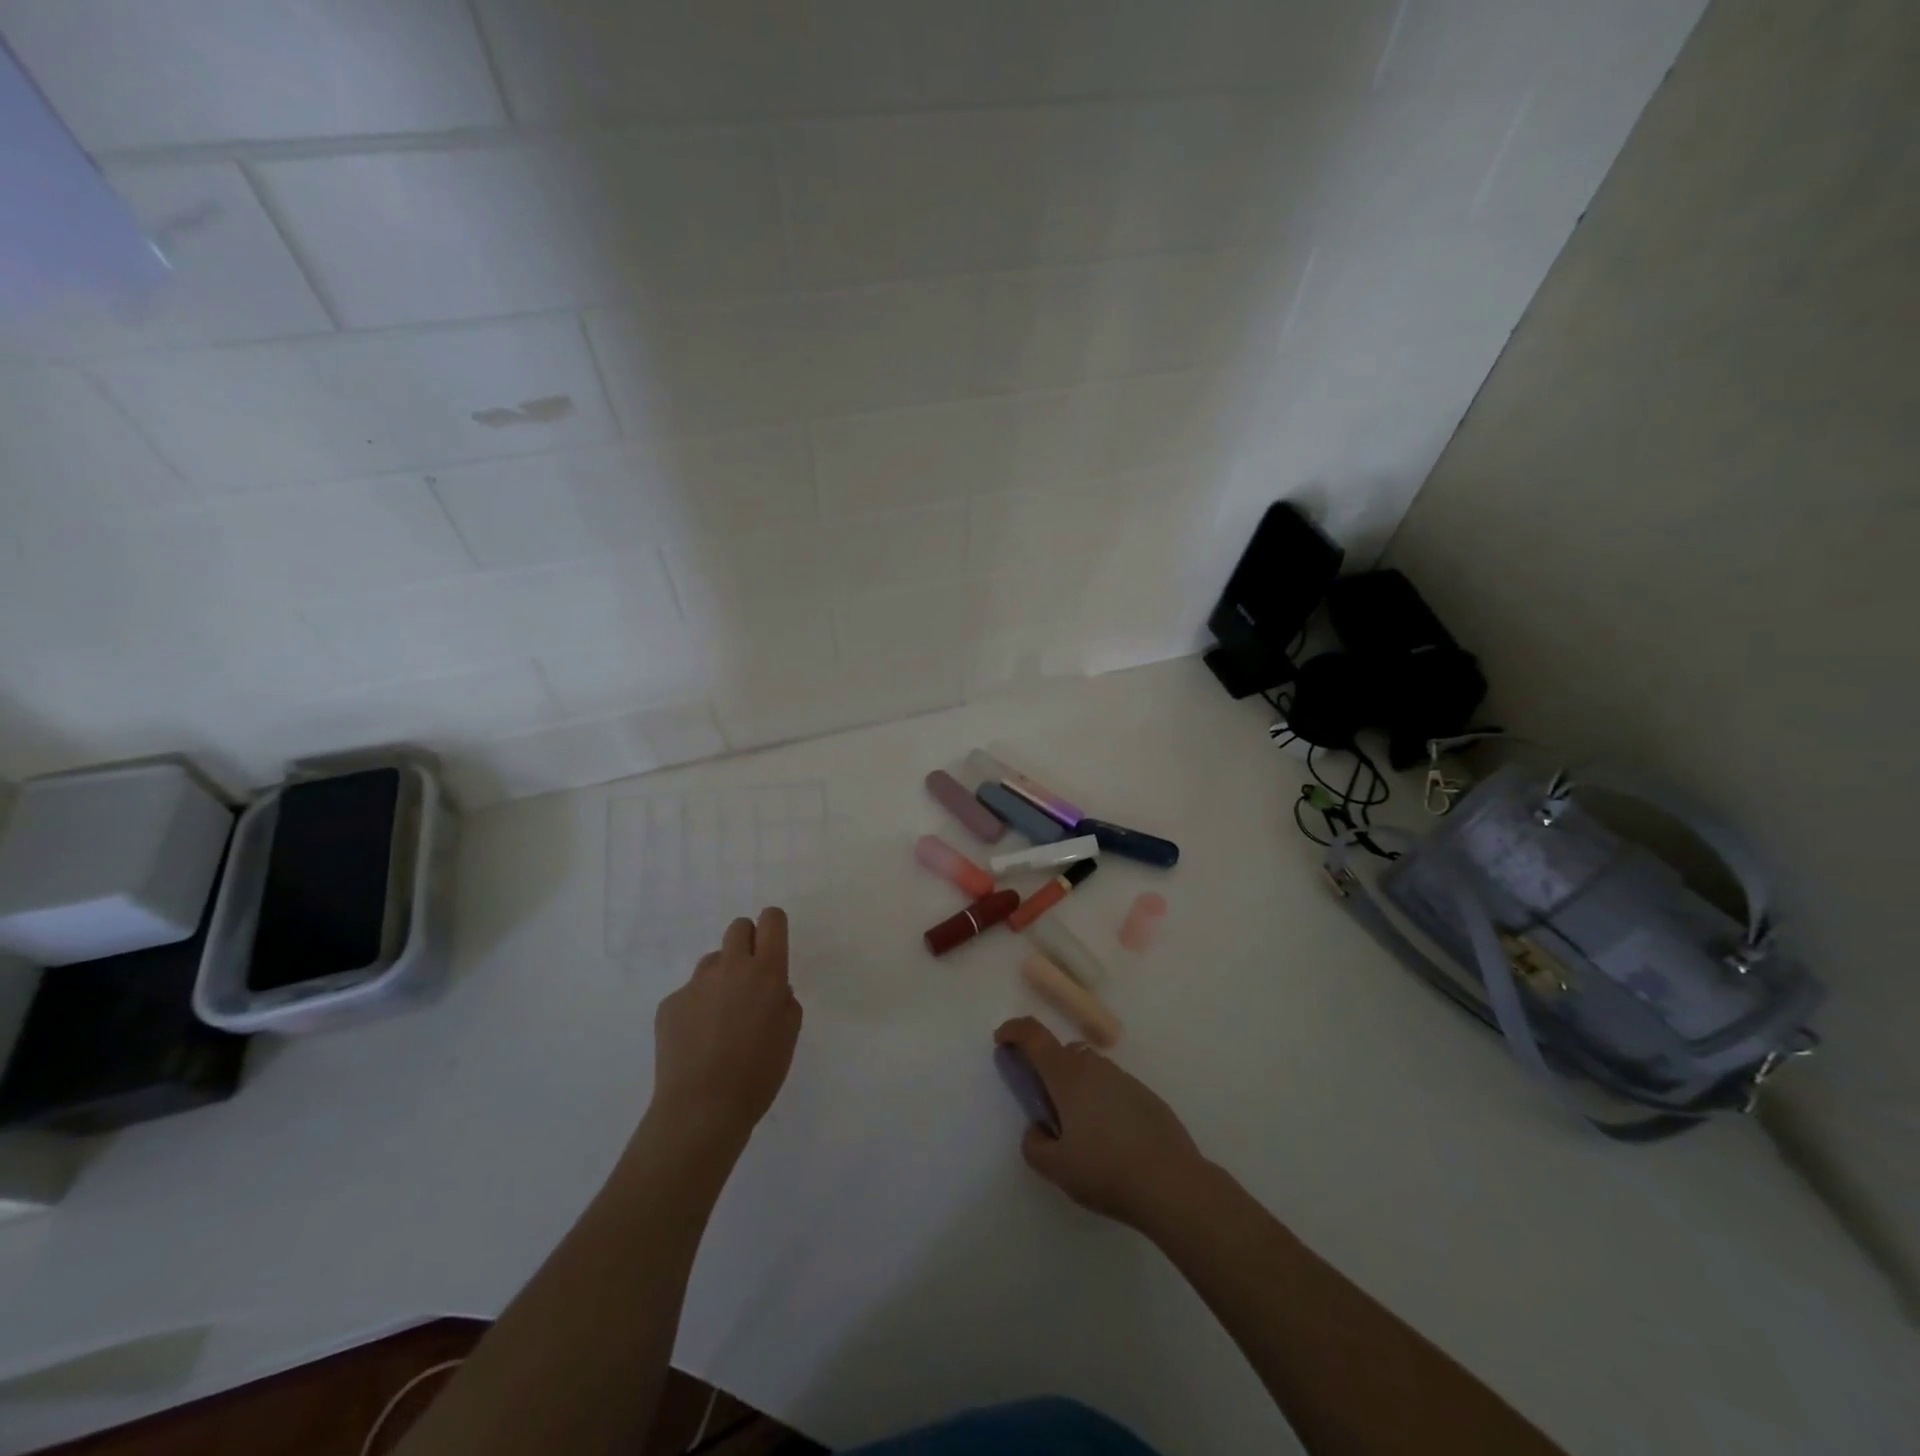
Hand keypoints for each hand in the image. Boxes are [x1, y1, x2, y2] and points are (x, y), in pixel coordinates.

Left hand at [649, 907, 801, 1157]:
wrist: (702, 1108)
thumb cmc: (758, 1074)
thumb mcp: (789, 1035)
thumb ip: (785, 1002)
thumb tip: (773, 990)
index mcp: (766, 973)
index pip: (771, 921)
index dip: (773, 925)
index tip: (773, 942)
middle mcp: (731, 968)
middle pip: (738, 928)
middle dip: (747, 942)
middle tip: (749, 976)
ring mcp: (696, 984)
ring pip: (713, 961)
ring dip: (721, 976)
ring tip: (721, 1017)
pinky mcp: (670, 1003)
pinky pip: (690, 993)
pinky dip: (697, 1007)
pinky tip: (698, 1040)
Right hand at [994, 1017, 1204, 1230]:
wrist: (1172, 1183)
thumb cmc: (1106, 1171)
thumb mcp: (1056, 1168)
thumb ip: (1035, 1145)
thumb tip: (1039, 1129)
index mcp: (1067, 1076)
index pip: (1034, 1035)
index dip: (1013, 1031)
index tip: (1001, 1041)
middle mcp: (1094, 1067)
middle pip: (1062, 1054)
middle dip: (1048, 1071)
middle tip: (1046, 1109)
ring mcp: (1124, 1078)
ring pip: (1089, 1071)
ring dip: (1077, 1088)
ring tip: (1082, 1133)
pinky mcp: (1146, 1095)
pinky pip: (1113, 1088)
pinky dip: (1102, 1102)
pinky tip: (1111, 1141)